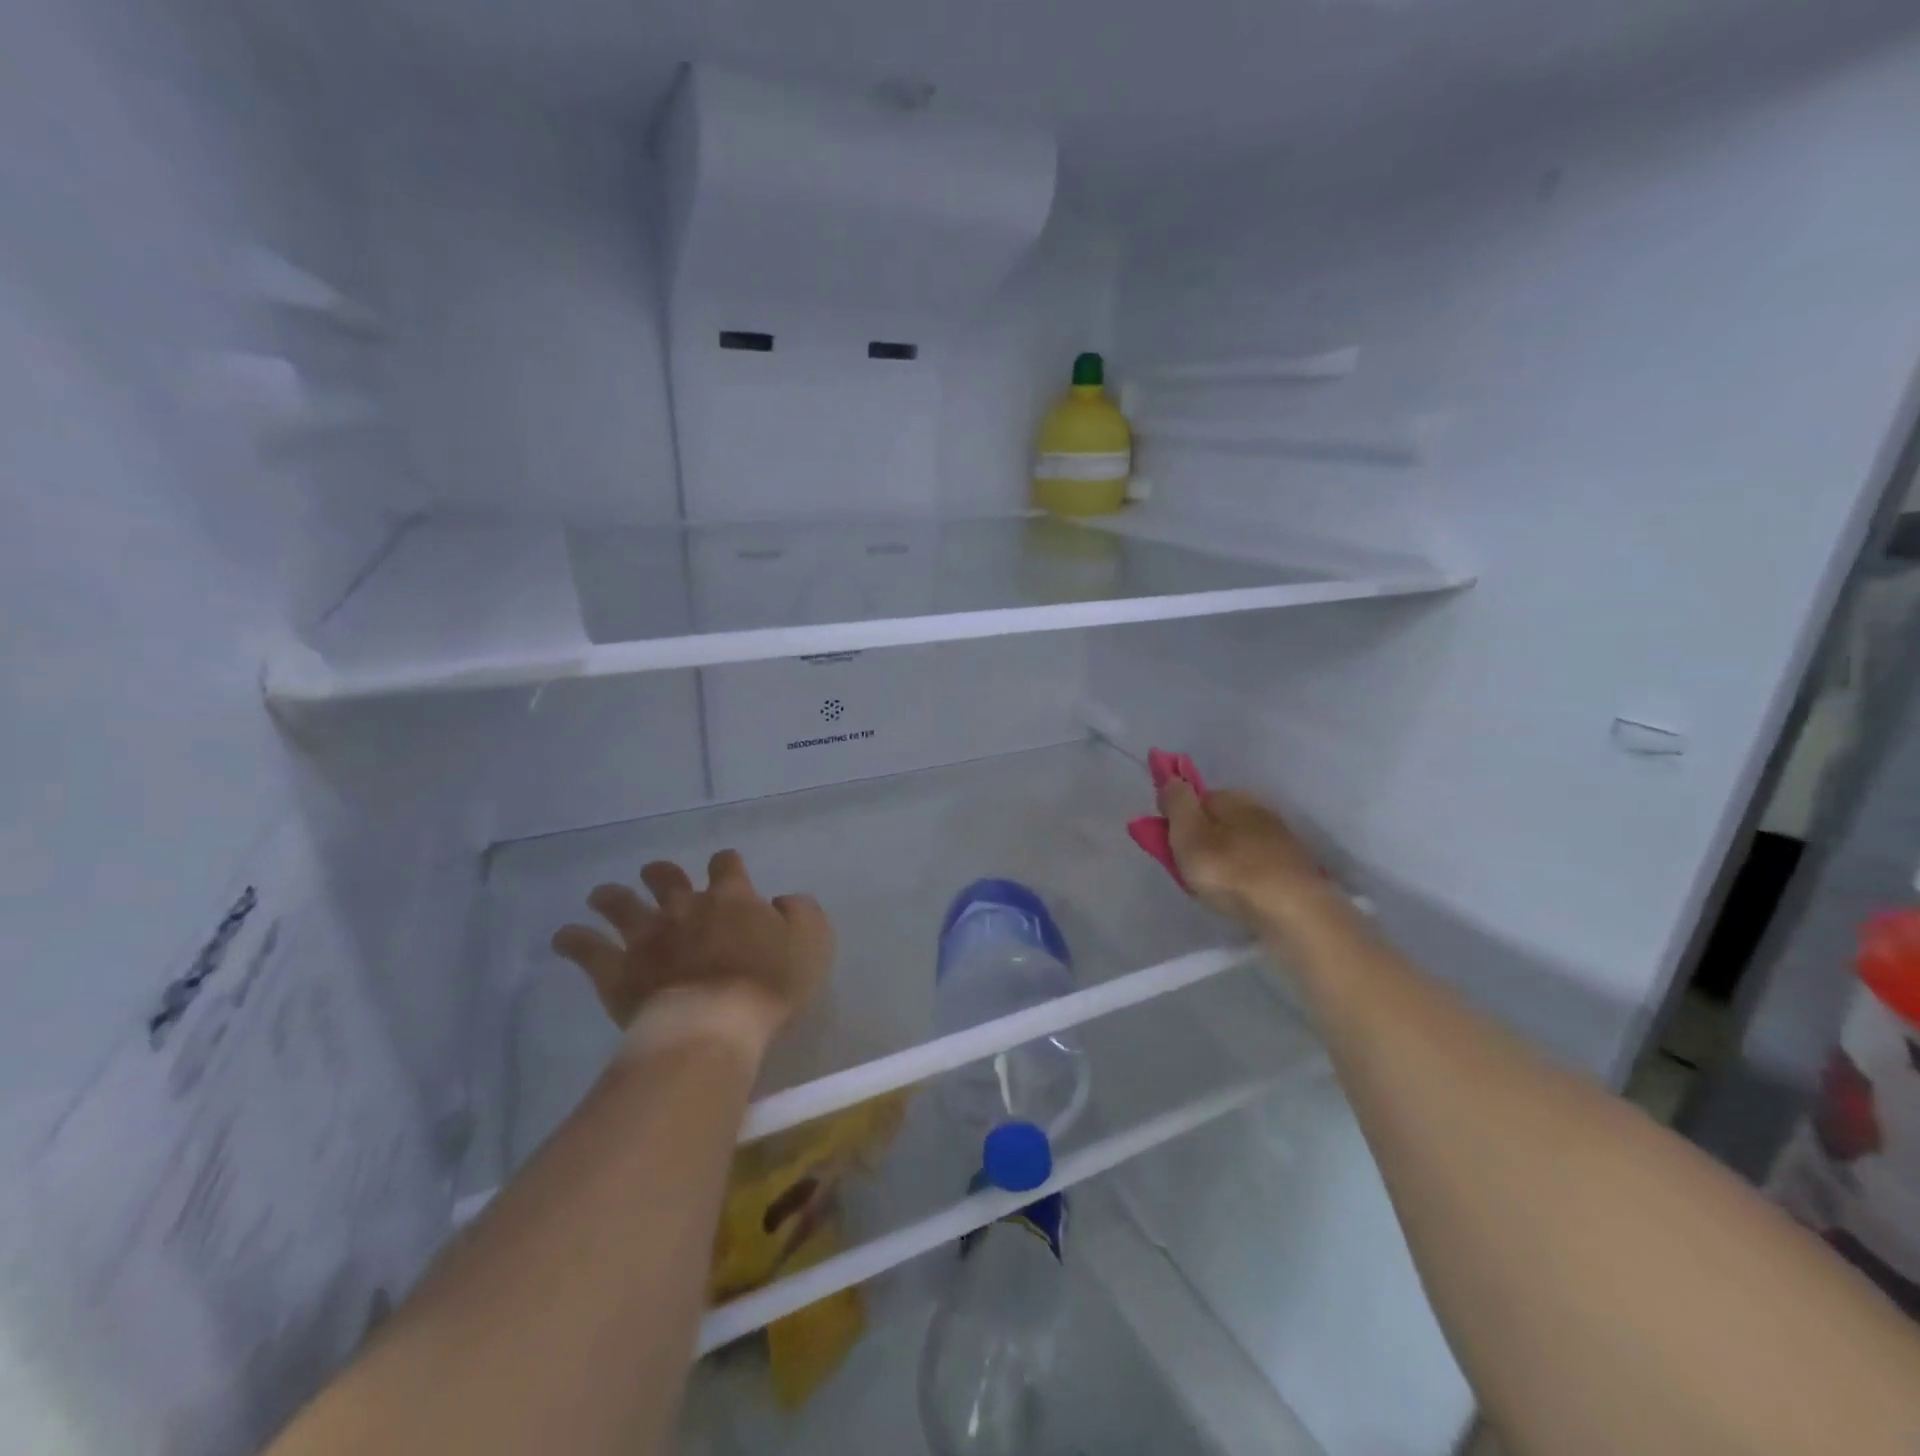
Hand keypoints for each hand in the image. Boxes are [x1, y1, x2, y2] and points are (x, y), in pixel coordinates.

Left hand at [550, 851, 832, 1055]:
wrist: (714, 1024)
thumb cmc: (771, 984)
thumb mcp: (812, 942)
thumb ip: (801, 913)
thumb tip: (782, 901)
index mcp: (732, 898)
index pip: (726, 865)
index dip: (726, 864)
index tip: (726, 869)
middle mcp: (685, 907)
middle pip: (666, 877)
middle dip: (661, 874)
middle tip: (658, 876)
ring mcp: (647, 937)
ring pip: (621, 904)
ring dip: (612, 897)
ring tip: (602, 896)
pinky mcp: (618, 970)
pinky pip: (587, 949)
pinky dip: (573, 940)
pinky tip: (564, 937)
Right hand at [1159, 778, 1333, 928]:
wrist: (1294, 912)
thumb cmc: (1231, 871)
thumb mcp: (1188, 834)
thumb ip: (1176, 803)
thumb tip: (1171, 778)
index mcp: (1233, 797)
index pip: (1195, 798)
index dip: (1177, 820)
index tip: (1166, 845)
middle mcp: (1259, 811)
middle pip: (1217, 821)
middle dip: (1202, 840)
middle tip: (1189, 872)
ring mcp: (1281, 840)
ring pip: (1238, 844)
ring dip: (1224, 860)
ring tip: (1214, 889)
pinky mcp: (1295, 868)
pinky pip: (1257, 866)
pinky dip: (1245, 876)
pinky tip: (1241, 895)